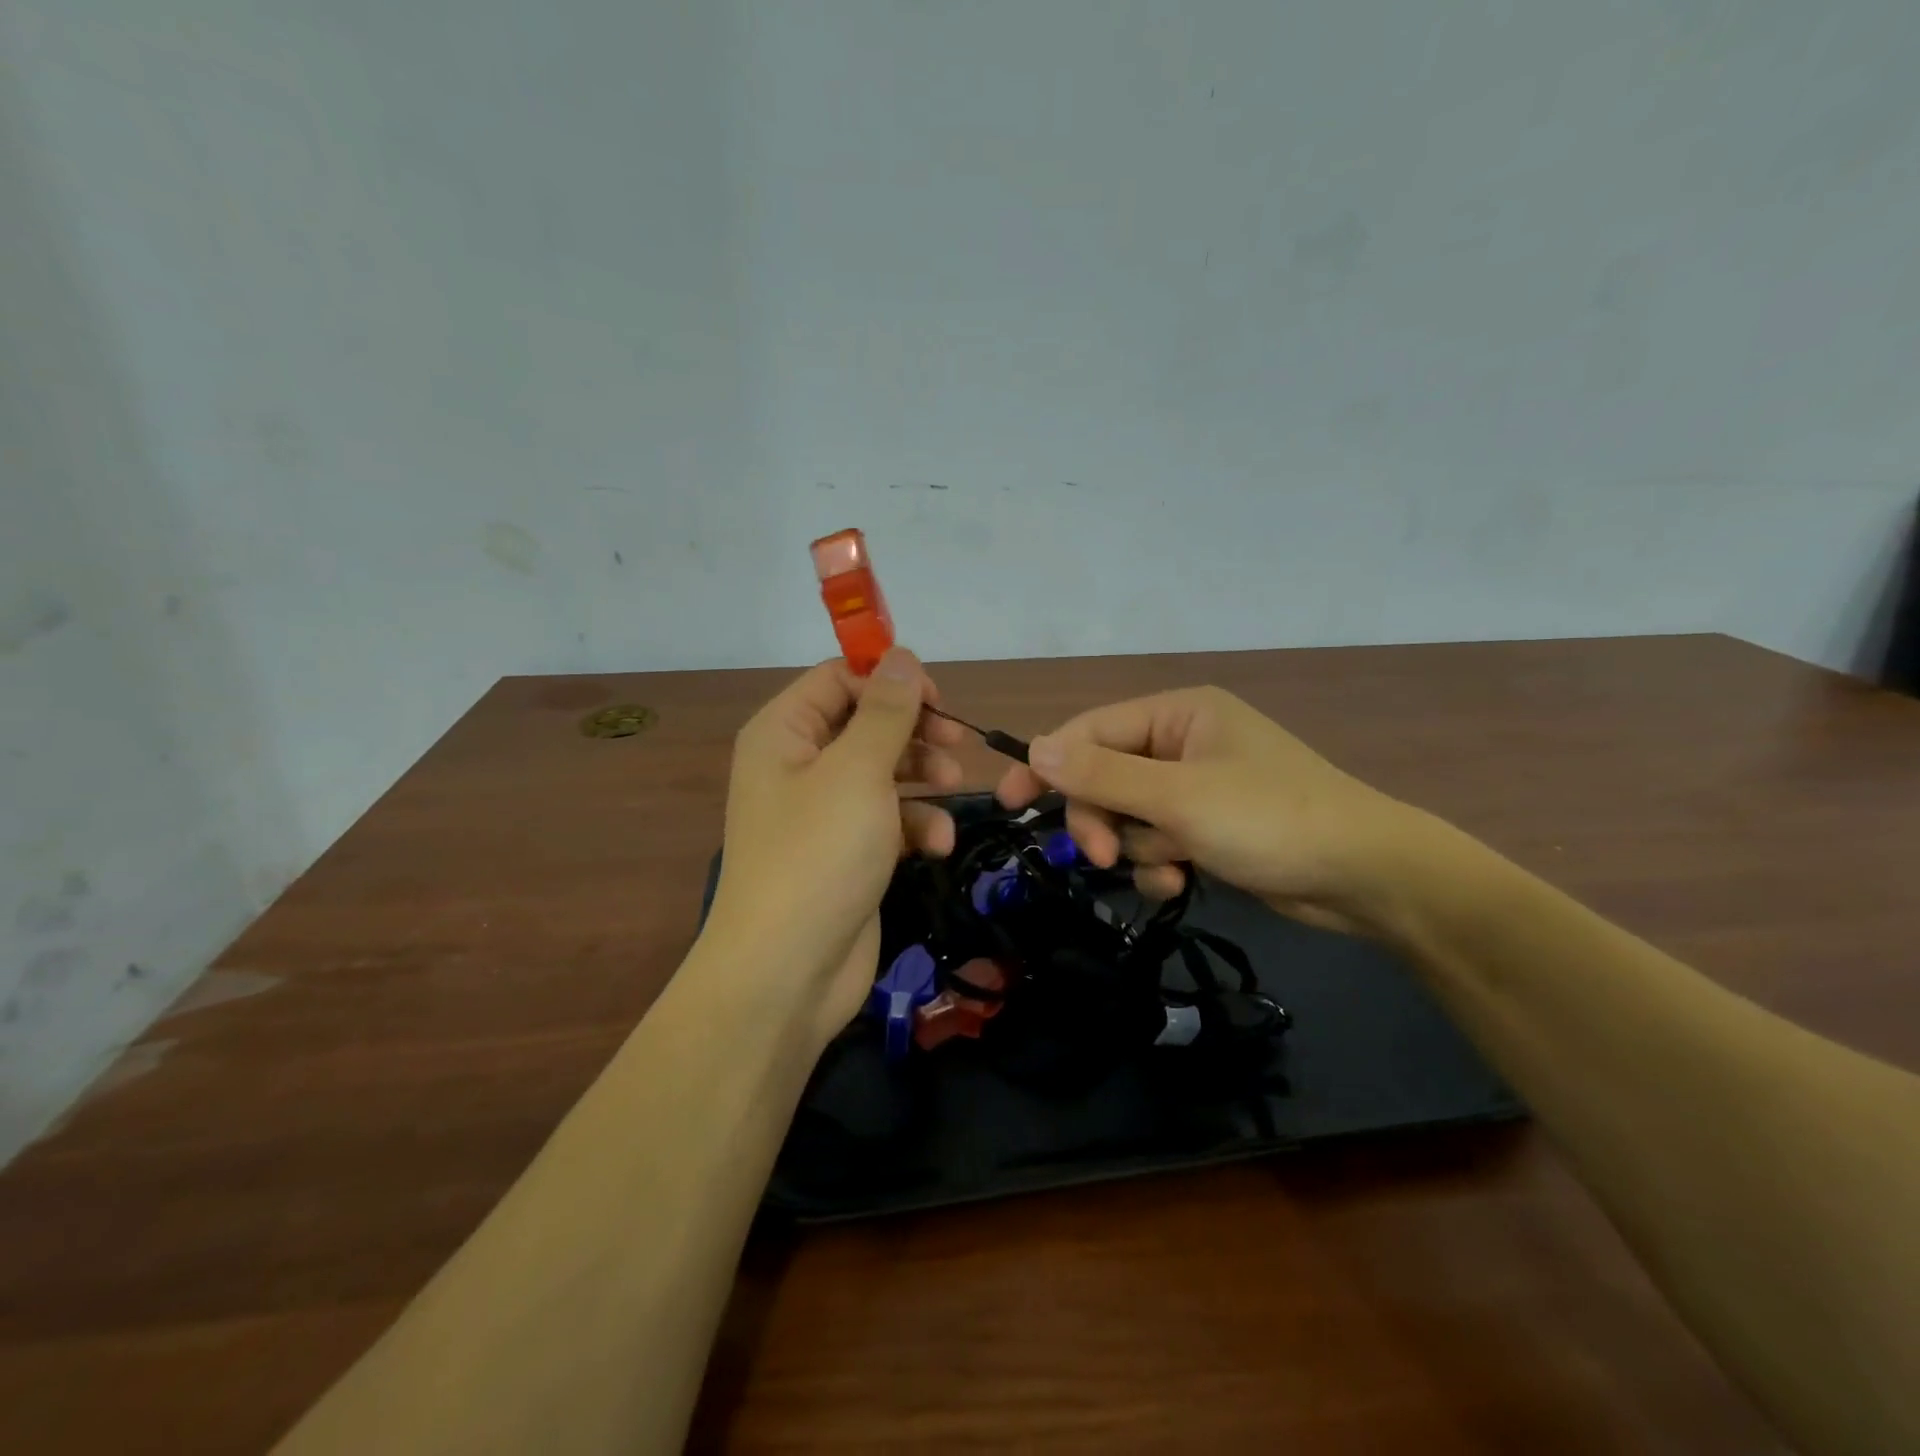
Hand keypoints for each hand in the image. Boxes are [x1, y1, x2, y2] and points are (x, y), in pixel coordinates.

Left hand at [705, 648, 964, 1045]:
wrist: (788, 971)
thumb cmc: (819, 854)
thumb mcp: (857, 771)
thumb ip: (885, 711)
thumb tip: (901, 655)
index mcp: (784, 733)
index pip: (839, 680)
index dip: (888, 681)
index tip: (937, 699)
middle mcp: (798, 765)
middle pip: (865, 724)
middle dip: (913, 730)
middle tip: (957, 743)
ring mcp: (823, 812)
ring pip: (883, 771)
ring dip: (922, 776)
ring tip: (953, 786)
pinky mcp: (847, 852)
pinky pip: (887, 819)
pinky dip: (915, 825)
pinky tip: (937, 843)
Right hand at [996, 686, 1415, 934]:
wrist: (1365, 877)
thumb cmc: (1270, 819)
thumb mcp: (1178, 797)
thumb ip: (1102, 774)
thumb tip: (1035, 748)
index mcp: (1177, 713)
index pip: (1090, 730)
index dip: (1047, 764)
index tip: (1009, 803)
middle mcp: (1183, 741)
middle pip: (1104, 776)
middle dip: (1101, 818)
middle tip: (1101, 855)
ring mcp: (1196, 786)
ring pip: (1126, 814)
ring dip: (1135, 846)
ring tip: (1168, 868)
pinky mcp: (1207, 826)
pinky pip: (1155, 839)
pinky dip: (1158, 862)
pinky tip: (1179, 881)